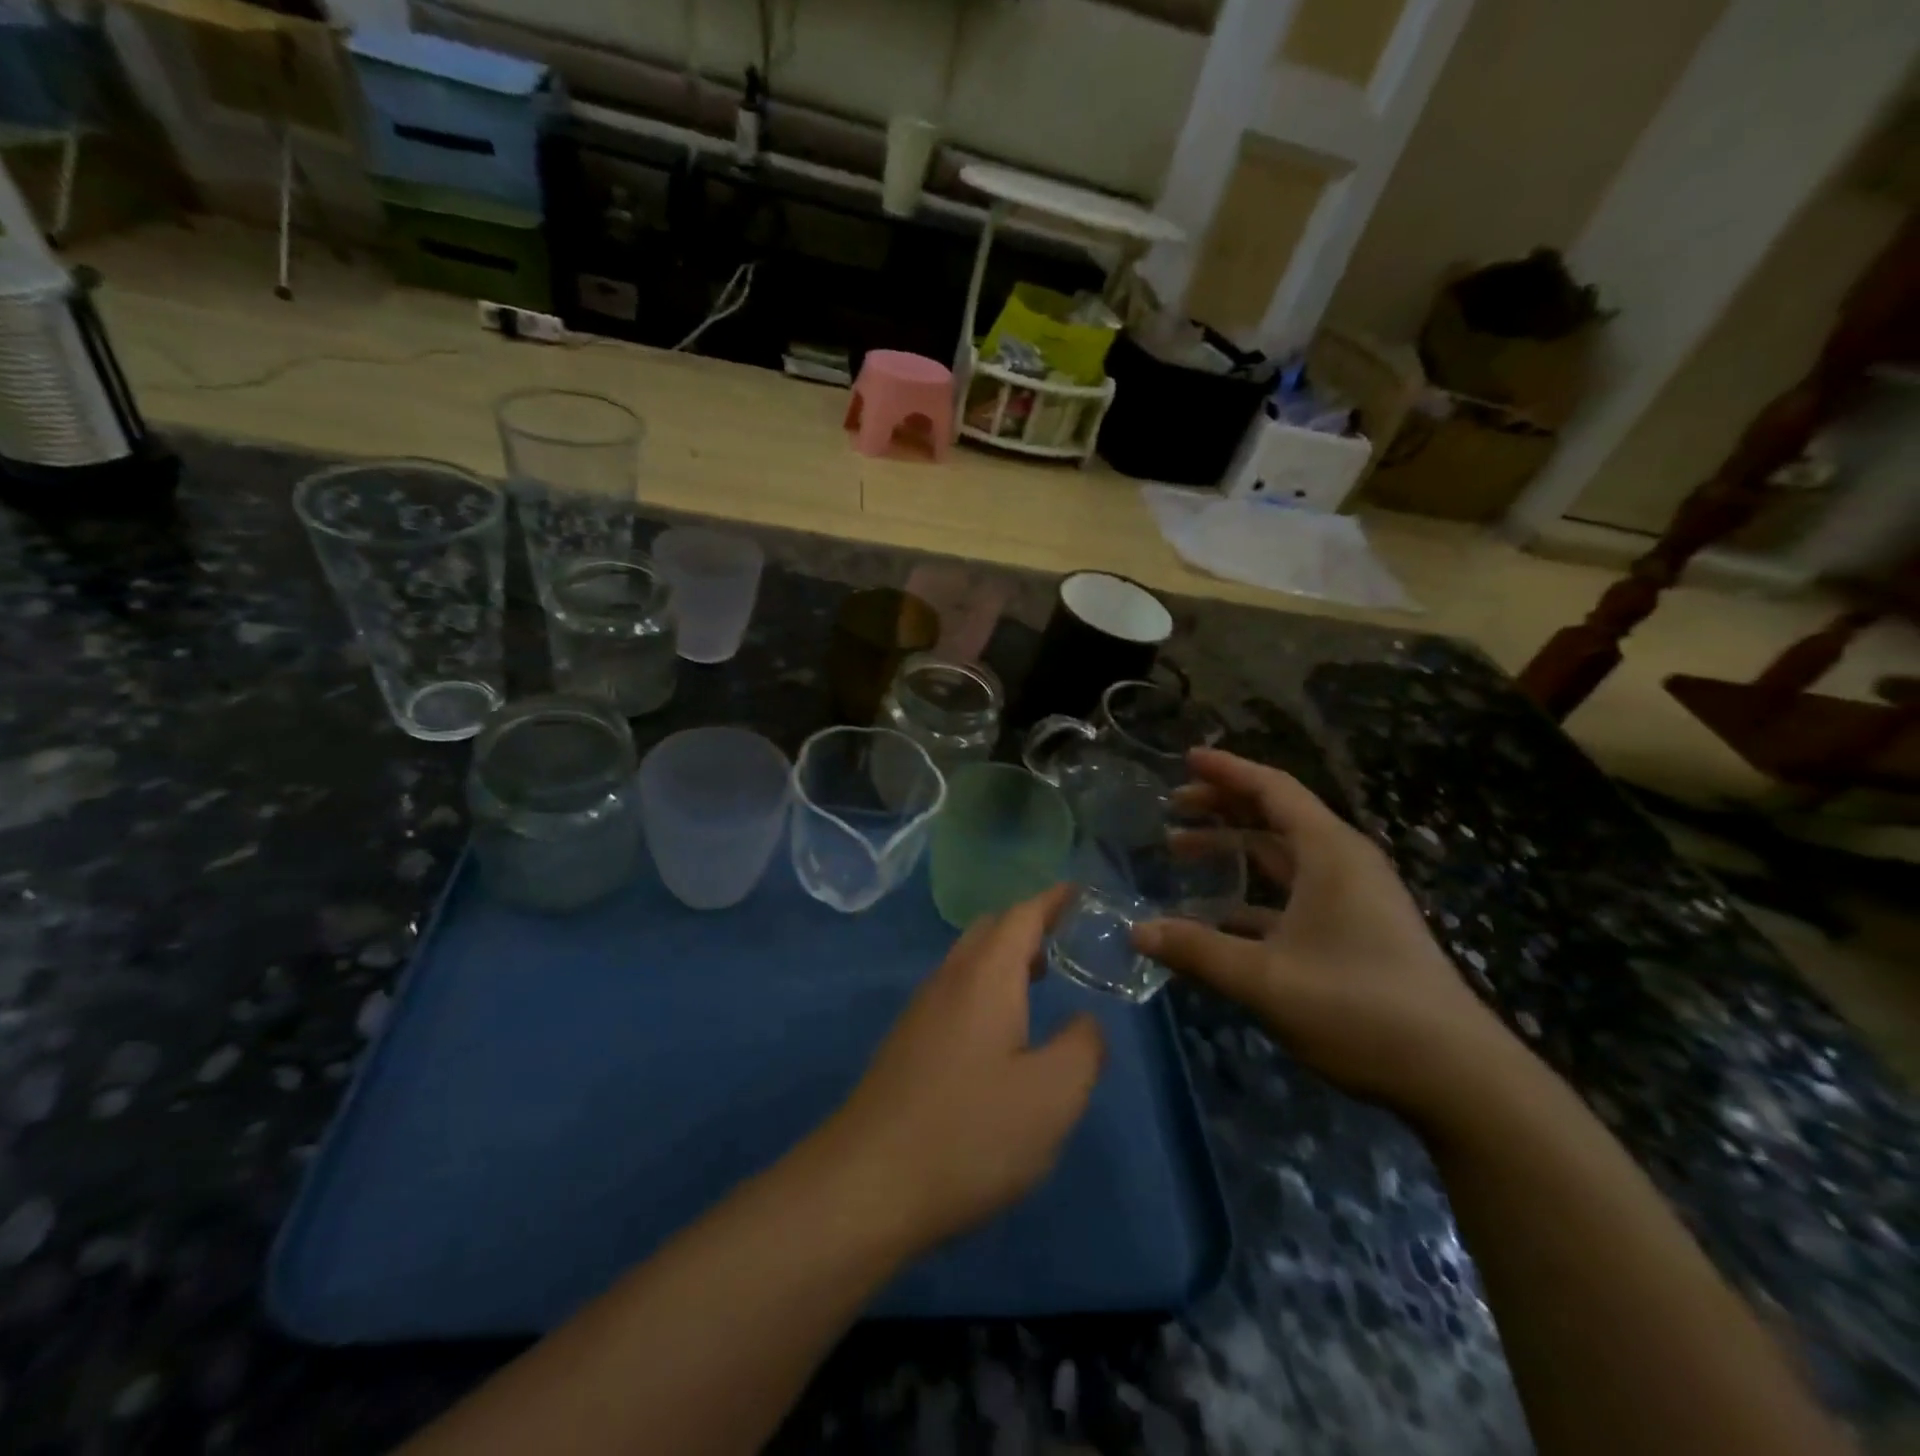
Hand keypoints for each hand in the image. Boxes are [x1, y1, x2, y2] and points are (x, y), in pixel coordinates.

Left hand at [823, 886, 1105, 1252]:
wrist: (867, 1183)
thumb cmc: (970, 1132)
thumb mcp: (1053, 1096)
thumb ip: (1083, 1048)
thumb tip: (1085, 1023)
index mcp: (986, 976)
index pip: (1022, 915)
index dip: (1052, 899)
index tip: (1080, 891)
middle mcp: (949, 980)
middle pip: (989, 930)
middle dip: (1028, 924)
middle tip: (1066, 937)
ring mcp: (921, 1011)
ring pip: (968, 962)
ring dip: (1005, 958)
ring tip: (1041, 978)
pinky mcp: (907, 1044)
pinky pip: (954, 992)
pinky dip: (985, 989)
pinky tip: (1000, 1032)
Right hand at [1135, 749, 1519, 1122]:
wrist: (1457, 1077)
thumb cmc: (1359, 1009)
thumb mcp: (1265, 980)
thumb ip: (1196, 951)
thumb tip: (1135, 931)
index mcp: (1329, 853)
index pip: (1273, 789)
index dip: (1227, 771)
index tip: (1185, 759)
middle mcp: (1343, 864)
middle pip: (1276, 815)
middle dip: (1223, 805)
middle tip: (1174, 805)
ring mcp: (1354, 899)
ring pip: (1283, 855)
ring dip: (1234, 846)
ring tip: (1182, 849)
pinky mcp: (1356, 931)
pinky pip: (1293, 892)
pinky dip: (1253, 891)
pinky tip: (1219, 914)